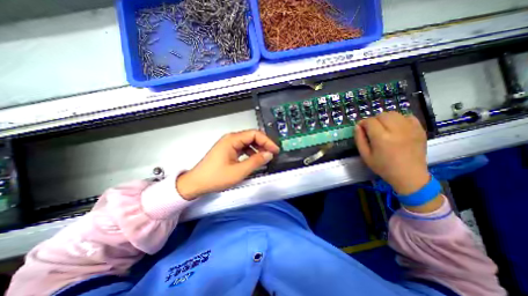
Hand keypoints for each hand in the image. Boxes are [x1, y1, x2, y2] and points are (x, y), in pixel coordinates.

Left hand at [175, 130, 279, 200]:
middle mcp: (230, 139)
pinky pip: (243, 148)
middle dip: (264, 144)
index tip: (274, 149)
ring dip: (258, 148)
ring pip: (248, 142)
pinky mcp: (228, 150)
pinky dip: (251, 152)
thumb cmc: (214, 177)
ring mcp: (229, 145)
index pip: (254, 134)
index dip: (267, 141)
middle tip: (272, 153)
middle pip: (252, 136)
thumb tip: (268, 154)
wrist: (197, 183)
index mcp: (232, 140)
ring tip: (265, 157)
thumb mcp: (239, 171)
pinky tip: (254, 159)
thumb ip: (256, 161)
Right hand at [355, 113, 427, 195]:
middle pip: (382, 115)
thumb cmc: (383, 167)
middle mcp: (396, 130)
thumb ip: (359, 139)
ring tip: (384, 128)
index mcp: (381, 138)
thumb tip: (357, 126)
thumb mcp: (365, 155)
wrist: (409, 175)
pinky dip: (400, 119)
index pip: (369, 121)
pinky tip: (397, 128)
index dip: (363, 123)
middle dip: (373, 120)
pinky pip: (408, 116)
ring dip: (385, 118)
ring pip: (394, 114)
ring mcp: (410, 129)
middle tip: (372, 129)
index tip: (361, 129)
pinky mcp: (420, 130)